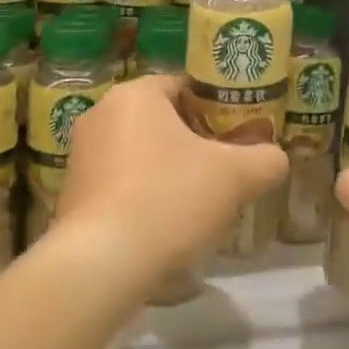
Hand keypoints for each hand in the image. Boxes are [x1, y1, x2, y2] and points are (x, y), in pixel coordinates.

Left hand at [61, 75, 288, 275]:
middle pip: (162, 119)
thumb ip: (265, 159)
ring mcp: (82, 153)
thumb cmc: (170, 199)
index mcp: (136, 94)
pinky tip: (163, 223)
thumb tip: (275, 157)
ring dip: (168, 169)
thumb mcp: (235, 177)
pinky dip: (142, 193)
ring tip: (197, 201)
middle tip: (224, 170)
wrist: (103, 262)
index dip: (216, 109)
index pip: (185, 86)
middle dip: (194, 142)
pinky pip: (119, 180)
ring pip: (141, 150)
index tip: (238, 137)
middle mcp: (102, 113)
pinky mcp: (73, 190)